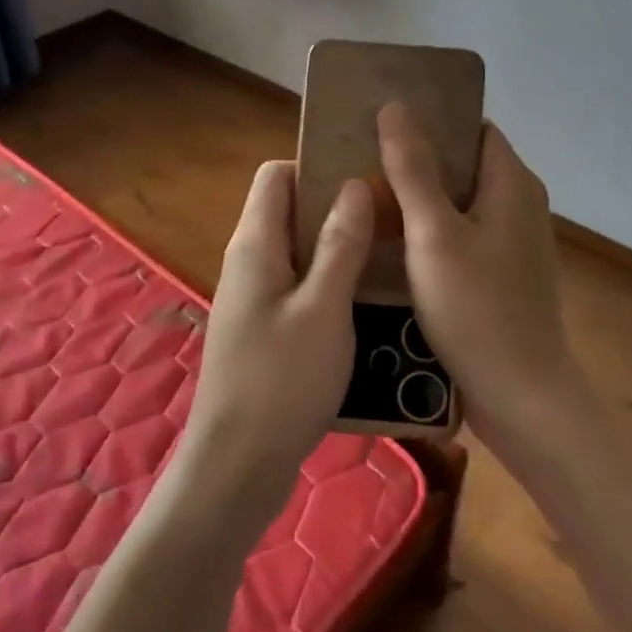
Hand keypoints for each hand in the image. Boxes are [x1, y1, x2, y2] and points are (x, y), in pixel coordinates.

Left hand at [172, 161, 373, 534]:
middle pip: (290, 211)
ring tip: (391, 257)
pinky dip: (330, 284)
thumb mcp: (323, 308)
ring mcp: (254, 298)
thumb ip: (340, 245)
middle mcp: (248, 262)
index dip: (318, 168)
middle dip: (338, 208)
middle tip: (392, 219)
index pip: (277, 175)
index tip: (366, 179)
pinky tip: (368, 302)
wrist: (238, 463)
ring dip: (339, 249)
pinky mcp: (264, 329)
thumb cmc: (282, 381)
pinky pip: (299, 287)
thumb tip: (353, 185)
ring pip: (299, 252)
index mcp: (255, 245)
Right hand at [377, 102, 582, 451]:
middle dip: (416, 158)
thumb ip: (413, 170)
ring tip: (365, 195)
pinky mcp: (500, 275)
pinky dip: (428, 230)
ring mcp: (511, 243)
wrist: (519, 396)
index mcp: (512, 184)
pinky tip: (390, 242)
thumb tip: (394, 107)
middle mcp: (519, 205)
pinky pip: (460, 235)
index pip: (472, 128)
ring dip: (418, 196)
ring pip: (458, 203)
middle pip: (463, 164)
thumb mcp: (435, 235)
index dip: (431, 118)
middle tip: (360, 158)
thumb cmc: (476, 309)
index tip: (381, 120)